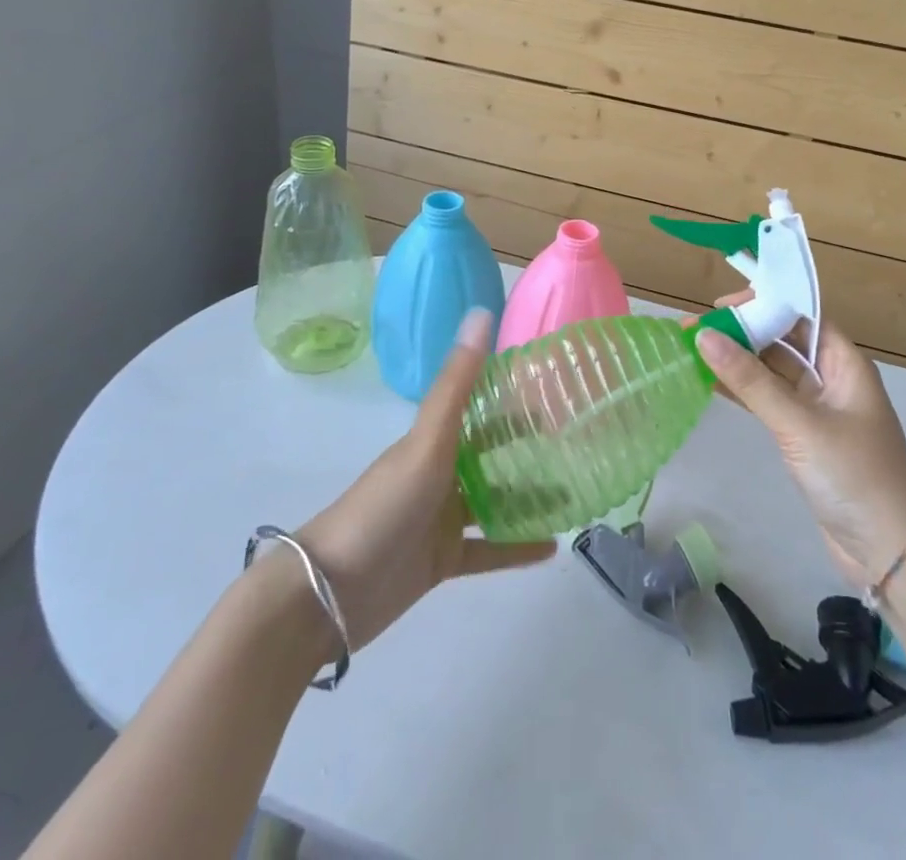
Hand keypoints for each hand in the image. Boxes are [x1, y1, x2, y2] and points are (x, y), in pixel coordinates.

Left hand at [298, 310, 554, 648]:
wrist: (328, 595)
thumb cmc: (382, 507)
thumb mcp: (426, 442)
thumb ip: (457, 383)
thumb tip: (482, 311)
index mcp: (432, 441)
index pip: (481, 410)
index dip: (515, 399)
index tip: (558, 392)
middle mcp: (439, 474)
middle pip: (491, 455)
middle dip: (528, 448)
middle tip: (577, 443)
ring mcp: (440, 520)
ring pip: (494, 502)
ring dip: (530, 497)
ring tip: (576, 494)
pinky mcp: (441, 562)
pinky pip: (488, 551)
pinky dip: (518, 548)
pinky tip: (553, 545)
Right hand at [695, 309, 905, 588]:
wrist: (890, 553)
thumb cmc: (853, 476)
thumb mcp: (799, 424)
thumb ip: (751, 381)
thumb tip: (704, 335)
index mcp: (843, 362)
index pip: (799, 315)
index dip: (761, 303)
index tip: (718, 307)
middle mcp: (831, 377)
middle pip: (781, 340)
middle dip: (740, 332)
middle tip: (692, 330)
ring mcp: (817, 408)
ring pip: (771, 371)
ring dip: (736, 361)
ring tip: (691, 351)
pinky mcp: (804, 436)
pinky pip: (767, 400)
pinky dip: (741, 390)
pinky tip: (709, 383)